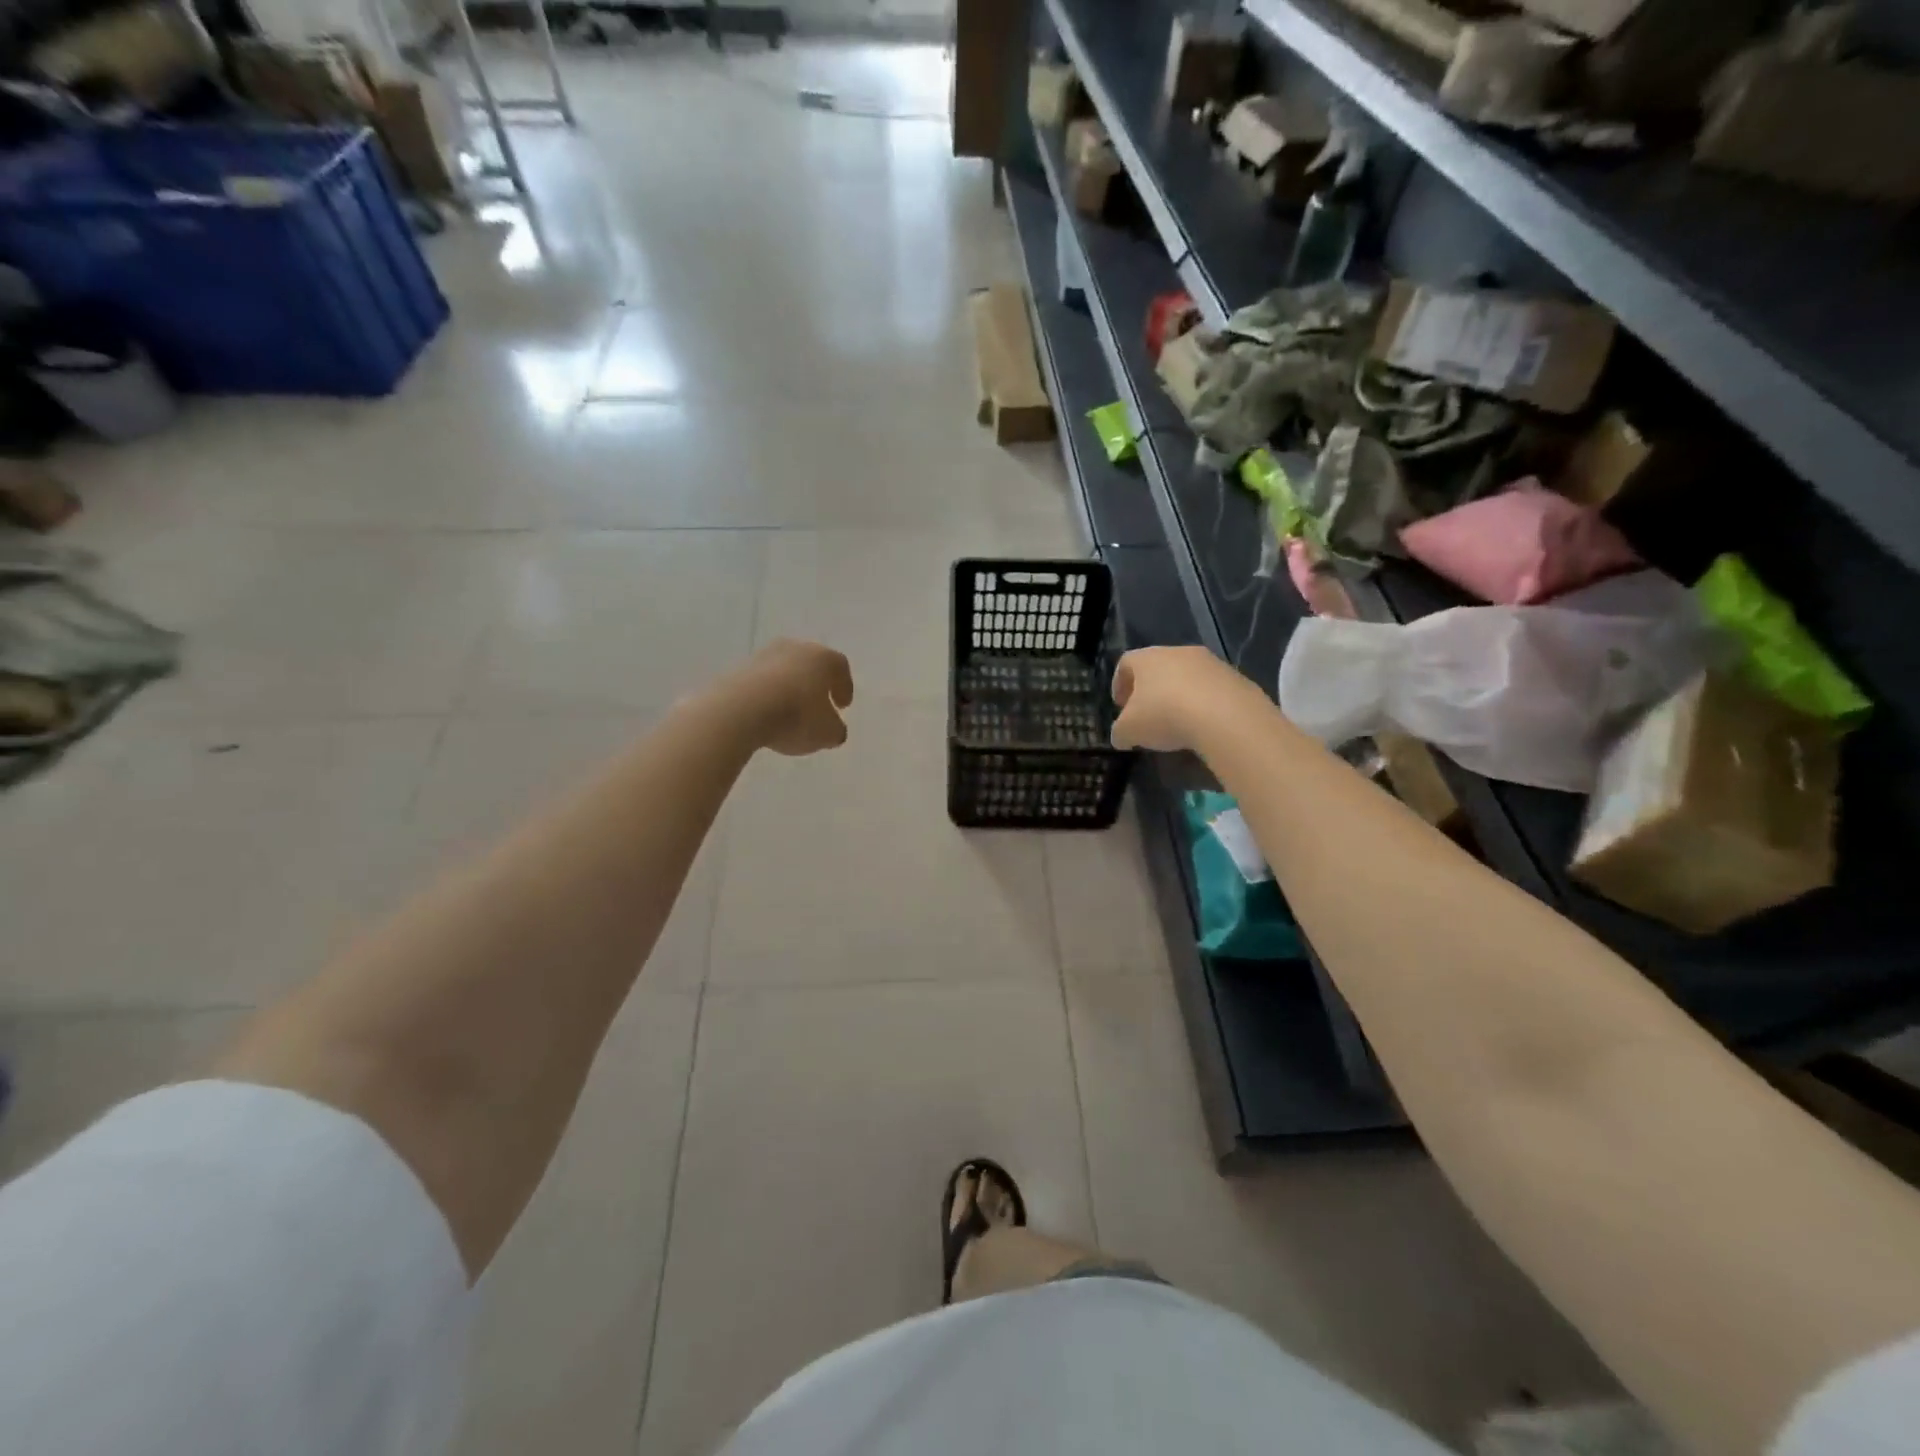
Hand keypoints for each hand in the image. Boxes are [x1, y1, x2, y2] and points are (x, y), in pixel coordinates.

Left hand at [732, 639, 854, 755]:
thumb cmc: (795, 716)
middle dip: (815, 685)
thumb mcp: (827, 733)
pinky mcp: (737, 669)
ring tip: (788, 713)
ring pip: (783, 671)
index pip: (840, 667)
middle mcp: (794, 648)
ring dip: (789, 689)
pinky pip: (760, 682)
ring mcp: (762, 656)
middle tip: (818, 706)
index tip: (843, 706)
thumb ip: (836, 730)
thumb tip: (834, 729)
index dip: (844, 686)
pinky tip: (765, 715)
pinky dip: (766, 696)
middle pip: (810, 664)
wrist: (739, 710)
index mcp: (822, 658)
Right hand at [1110, 646, 1247, 752]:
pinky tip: (1203, 726)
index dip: (1119, 684)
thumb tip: (1121, 736)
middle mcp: (1178, 652)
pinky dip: (1204, 705)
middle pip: (1158, 667)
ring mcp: (1211, 663)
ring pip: (1187, 677)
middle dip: (1150, 691)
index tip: (1120, 706)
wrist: (1226, 716)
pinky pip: (1212, 690)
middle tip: (1147, 715)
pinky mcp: (1236, 678)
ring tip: (1177, 724)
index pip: (1126, 663)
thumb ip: (1120, 731)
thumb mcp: (1129, 731)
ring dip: (1179, 696)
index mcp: (1147, 658)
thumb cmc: (1165, 715)